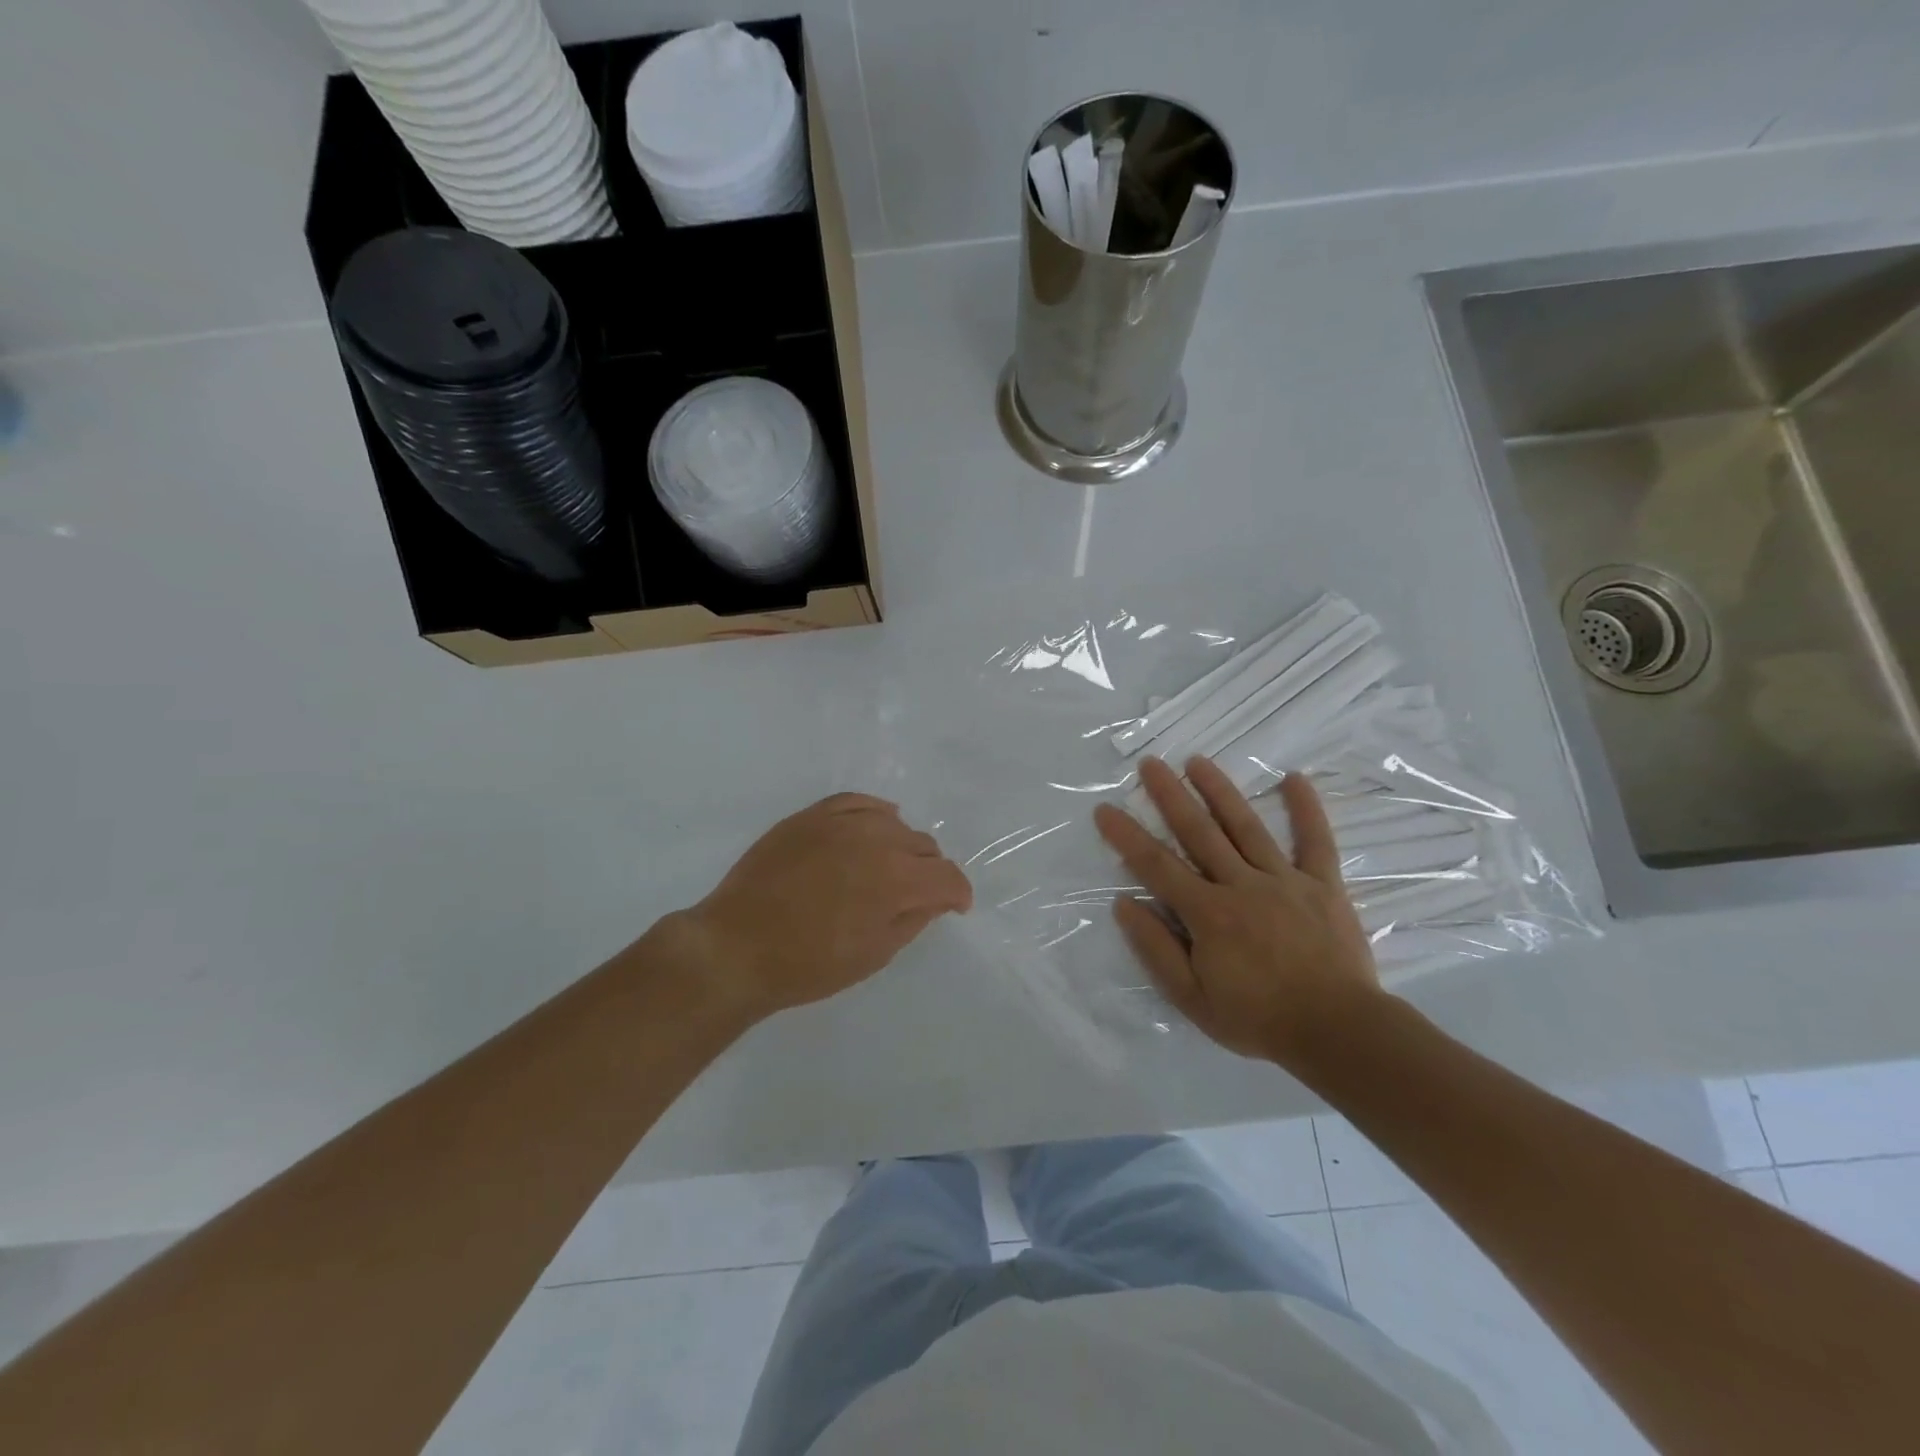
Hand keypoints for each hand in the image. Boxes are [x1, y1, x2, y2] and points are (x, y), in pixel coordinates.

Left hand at [673, 793, 972, 1020]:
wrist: (737, 947)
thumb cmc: (809, 964)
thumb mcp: (874, 954)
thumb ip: (913, 919)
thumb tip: (935, 898)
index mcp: (896, 880)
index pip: (947, 876)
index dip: (958, 893)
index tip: (955, 907)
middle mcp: (876, 840)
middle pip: (924, 845)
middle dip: (929, 871)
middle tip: (916, 895)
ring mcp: (841, 822)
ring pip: (894, 823)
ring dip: (901, 846)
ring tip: (887, 867)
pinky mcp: (812, 815)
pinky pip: (858, 802)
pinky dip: (875, 814)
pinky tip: (875, 826)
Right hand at [1092, 757, 1381, 1066]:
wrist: (1339, 1032)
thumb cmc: (1258, 1018)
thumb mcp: (1192, 998)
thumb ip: (1156, 949)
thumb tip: (1124, 904)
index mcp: (1208, 913)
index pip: (1156, 866)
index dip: (1127, 836)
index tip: (1104, 809)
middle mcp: (1242, 885)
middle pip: (1199, 832)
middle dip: (1170, 795)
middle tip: (1150, 763)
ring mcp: (1285, 880)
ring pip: (1246, 826)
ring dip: (1220, 790)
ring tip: (1197, 760)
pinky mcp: (1323, 885)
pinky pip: (1315, 841)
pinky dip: (1306, 809)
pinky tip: (1295, 778)